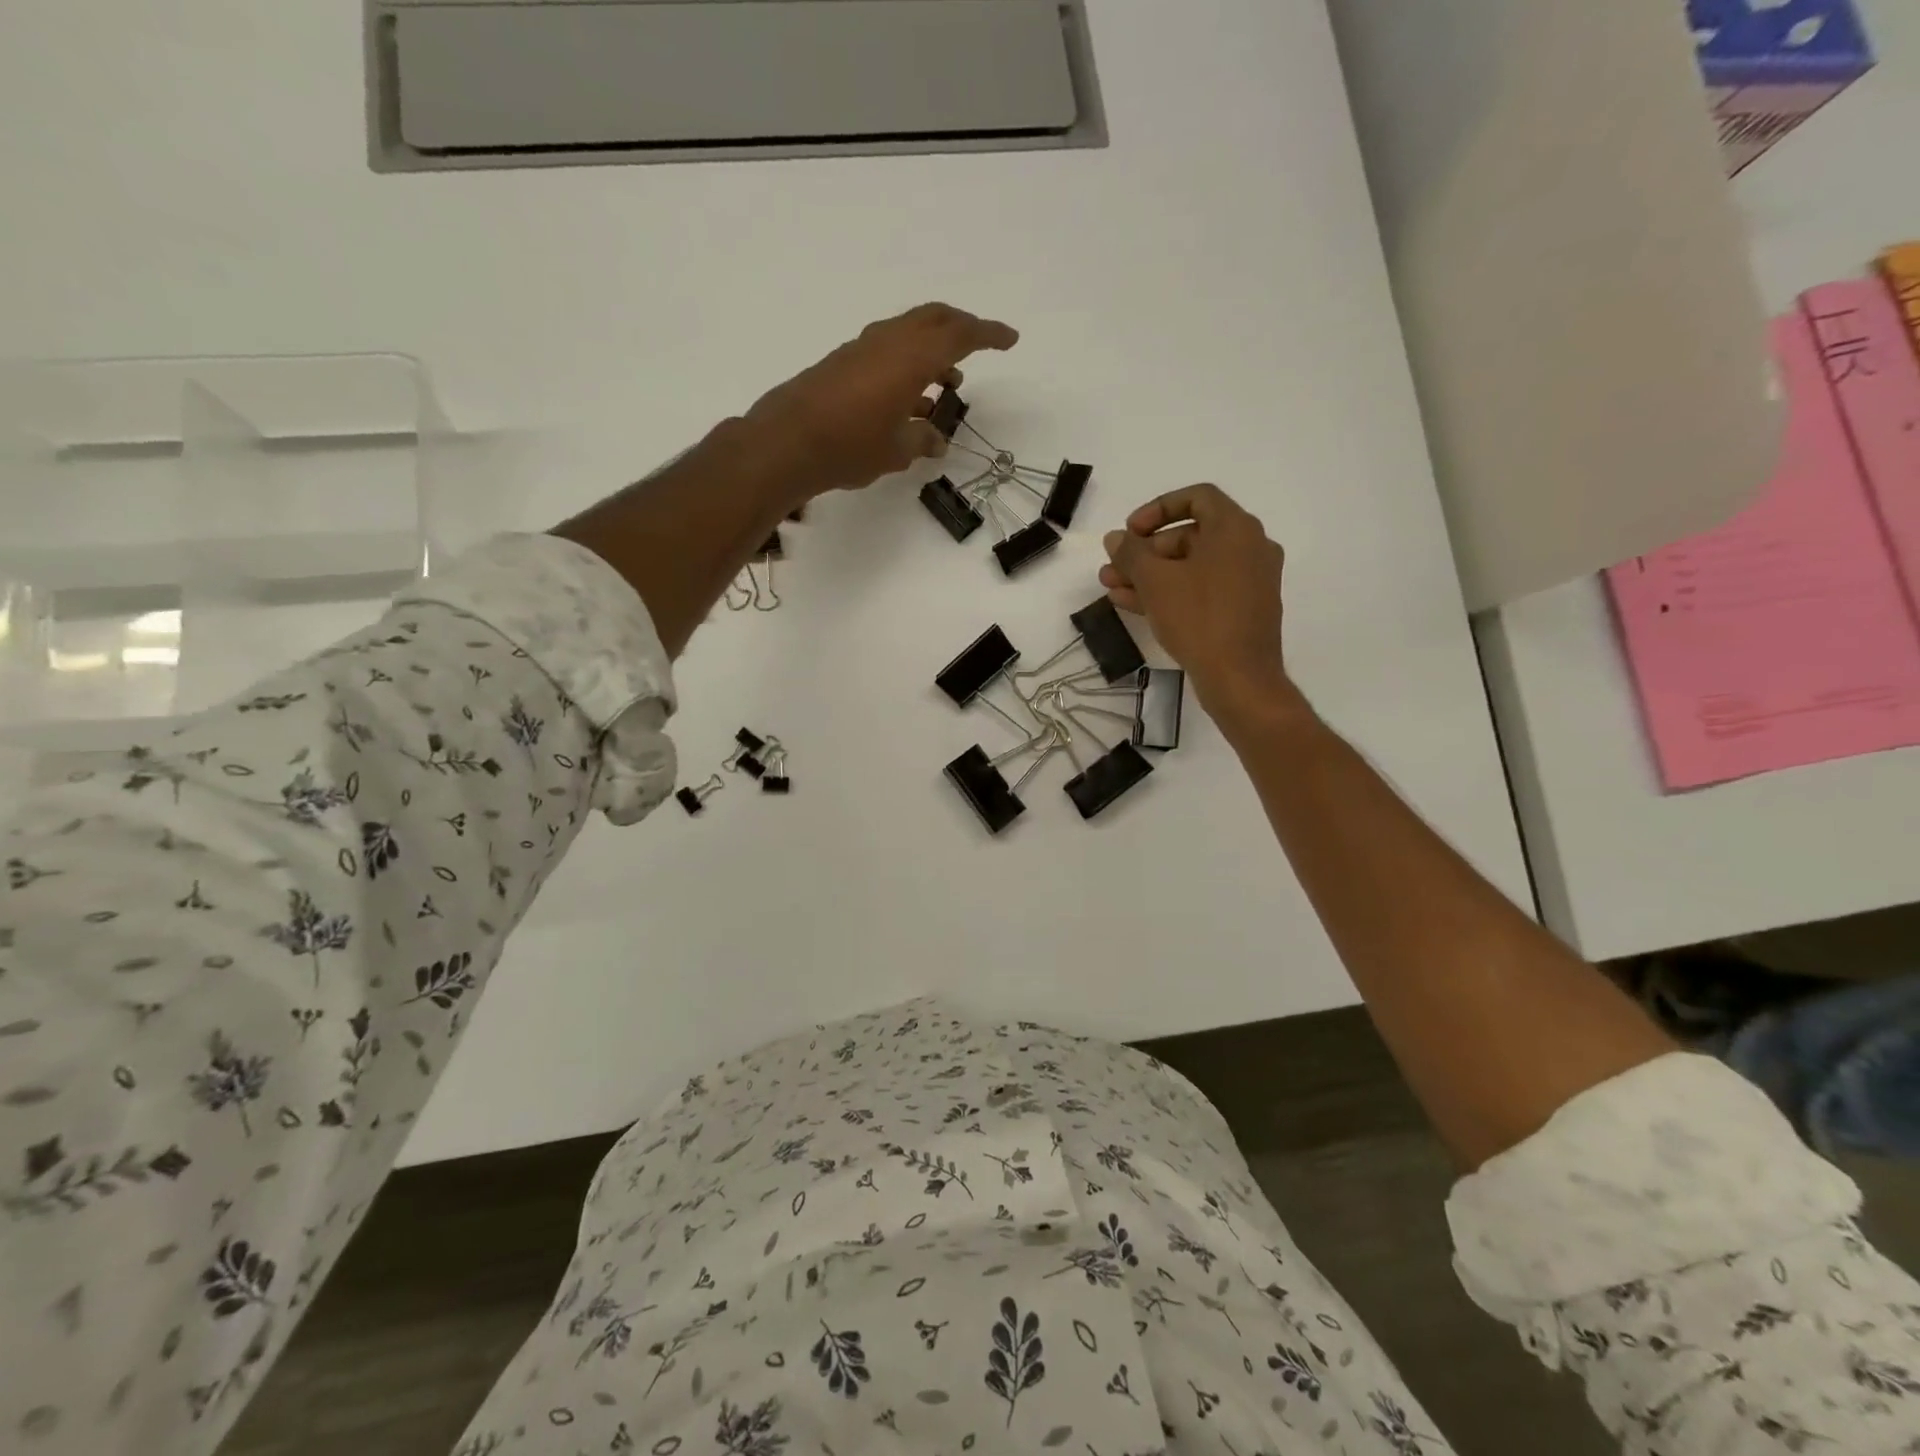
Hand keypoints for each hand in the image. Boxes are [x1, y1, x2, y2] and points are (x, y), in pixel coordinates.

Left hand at [746, 303, 1018, 494]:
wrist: (788, 442)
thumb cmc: (851, 446)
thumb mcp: (896, 451)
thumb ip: (922, 441)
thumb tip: (935, 440)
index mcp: (913, 358)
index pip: (961, 335)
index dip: (988, 335)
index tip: (1010, 339)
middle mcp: (890, 342)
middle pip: (935, 318)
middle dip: (962, 328)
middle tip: (979, 345)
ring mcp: (864, 347)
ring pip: (910, 331)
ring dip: (933, 348)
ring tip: (946, 384)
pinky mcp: (845, 360)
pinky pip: (889, 348)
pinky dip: (908, 361)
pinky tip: (909, 396)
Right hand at [1100, 485, 1297, 714]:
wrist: (1240, 678)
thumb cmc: (1199, 618)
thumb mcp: (1155, 581)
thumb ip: (1131, 553)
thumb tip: (1116, 538)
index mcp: (1236, 528)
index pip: (1196, 497)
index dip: (1157, 509)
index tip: (1130, 531)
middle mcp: (1250, 547)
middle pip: (1191, 535)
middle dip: (1146, 551)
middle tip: (1114, 568)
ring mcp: (1250, 580)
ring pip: (1192, 567)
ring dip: (1151, 575)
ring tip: (1113, 589)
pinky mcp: (1244, 610)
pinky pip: (1203, 589)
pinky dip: (1172, 592)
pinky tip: (1134, 605)